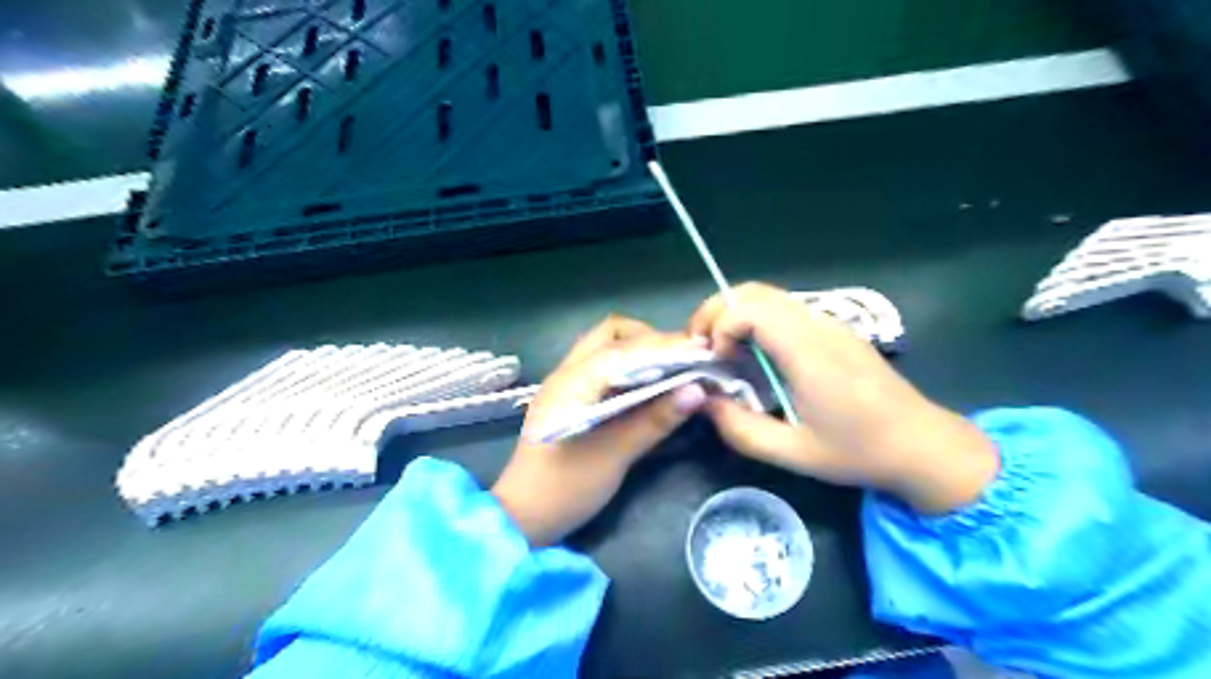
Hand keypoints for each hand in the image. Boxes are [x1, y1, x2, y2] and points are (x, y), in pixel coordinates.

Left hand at [494, 313, 711, 546]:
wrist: (521, 519)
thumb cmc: (565, 487)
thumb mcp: (614, 455)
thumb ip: (655, 420)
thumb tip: (698, 391)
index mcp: (573, 380)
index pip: (624, 347)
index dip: (664, 345)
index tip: (700, 351)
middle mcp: (567, 372)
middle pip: (611, 335)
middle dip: (649, 340)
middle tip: (682, 359)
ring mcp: (566, 385)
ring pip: (606, 350)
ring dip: (639, 353)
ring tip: (672, 368)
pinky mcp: (570, 401)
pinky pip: (603, 370)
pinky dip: (629, 370)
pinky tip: (649, 387)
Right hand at [684, 280, 997, 515]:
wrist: (923, 445)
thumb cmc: (860, 452)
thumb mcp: (794, 453)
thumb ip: (741, 430)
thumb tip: (704, 403)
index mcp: (809, 352)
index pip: (750, 309)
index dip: (720, 328)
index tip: (714, 362)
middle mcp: (818, 325)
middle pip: (755, 291)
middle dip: (717, 312)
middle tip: (701, 347)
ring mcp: (829, 323)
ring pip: (768, 295)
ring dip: (735, 314)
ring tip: (721, 351)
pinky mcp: (834, 329)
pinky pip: (784, 309)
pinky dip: (755, 320)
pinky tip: (754, 355)